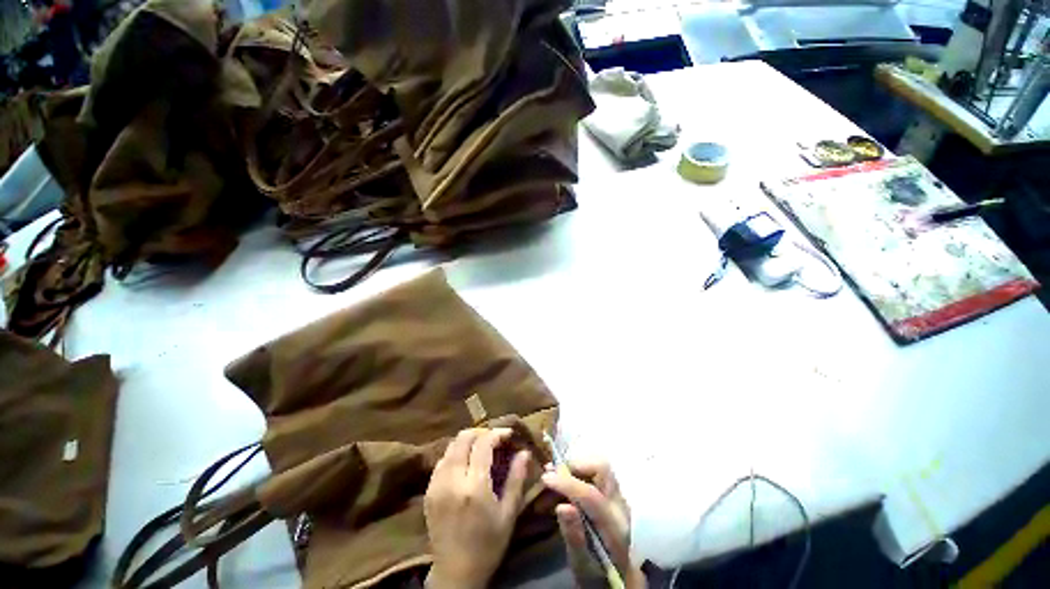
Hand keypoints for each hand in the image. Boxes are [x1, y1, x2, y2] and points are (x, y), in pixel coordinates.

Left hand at [425, 428, 530, 588]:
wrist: (455, 574)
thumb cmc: (488, 545)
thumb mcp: (508, 513)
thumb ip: (516, 479)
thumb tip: (524, 451)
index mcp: (474, 486)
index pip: (483, 443)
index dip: (497, 433)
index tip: (508, 434)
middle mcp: (452, 480)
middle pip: (463, 438)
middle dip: (481, 432)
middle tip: (495, 439)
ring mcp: (436, 484)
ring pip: (451, 445)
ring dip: (468, 441)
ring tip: (481, 448)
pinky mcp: (429, 490)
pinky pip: (442, 459)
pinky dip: (456, 453)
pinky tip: (466, 462)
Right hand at [542, 461, 646, 588]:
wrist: (621, 581)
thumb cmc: (598, 576)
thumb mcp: (582, 565)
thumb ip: (574, 536)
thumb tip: (562, 507)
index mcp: (614, 528)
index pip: (591, 495)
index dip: (566, 483)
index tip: (545, 478)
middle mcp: (620, 507)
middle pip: (601, 469)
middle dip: (574, 467)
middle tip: (552, 476)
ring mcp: (619, 499)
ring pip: (598, 468)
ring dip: (574, 469)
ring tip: (553, 479)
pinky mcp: (614, 496)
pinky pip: (596, 474)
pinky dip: (577, 473)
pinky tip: (562, 484)